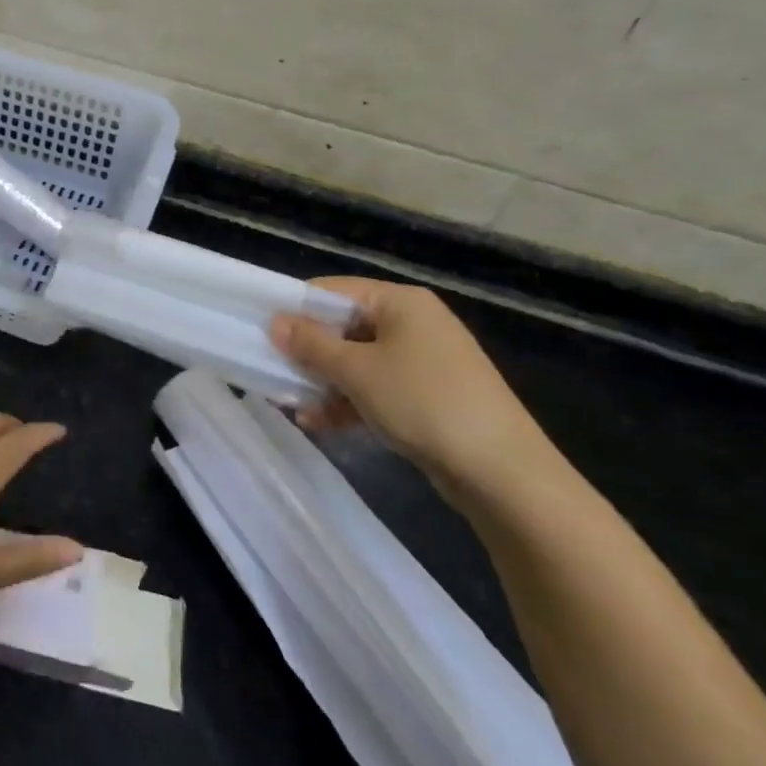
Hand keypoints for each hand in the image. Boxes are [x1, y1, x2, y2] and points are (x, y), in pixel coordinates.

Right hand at [270, 277, 550, 499]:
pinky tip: (319, 423)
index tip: (261, 332)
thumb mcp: (358, 371)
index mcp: (400, 302)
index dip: (295, 309)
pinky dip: (348, 401)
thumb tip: (275, 322)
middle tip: (272, 371)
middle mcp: (413, 323)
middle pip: (344, 327)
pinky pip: (376, 388)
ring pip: (357, 361)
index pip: (333, 291)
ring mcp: (423, 361)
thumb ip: (312, 345)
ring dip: (323, 381)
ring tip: (291, 404)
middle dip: (308, 352)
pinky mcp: (428, 396)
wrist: (504, 474)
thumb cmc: (424, 404)